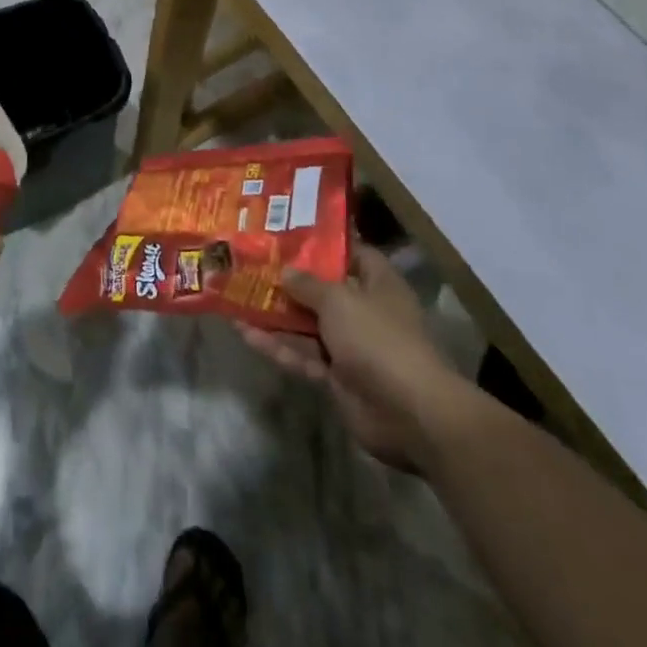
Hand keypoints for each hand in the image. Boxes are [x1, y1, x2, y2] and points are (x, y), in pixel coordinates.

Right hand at [239, 244, 471, 471]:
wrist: (410, 414)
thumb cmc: (378, 338)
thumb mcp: (338, 300)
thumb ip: (307, 283)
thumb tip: (285, 271)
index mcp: (378, 284)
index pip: (350, 253)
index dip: (322, 243)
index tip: (285, 233)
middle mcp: (365, 312)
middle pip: (321, 290)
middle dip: (287, 280)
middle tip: (248, 263)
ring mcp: (350, 347)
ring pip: (305, 325)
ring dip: (274, 314)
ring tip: (235, 296)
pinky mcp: (336, 378)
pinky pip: (301, 356)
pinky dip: (276, 346)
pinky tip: (244, 333)